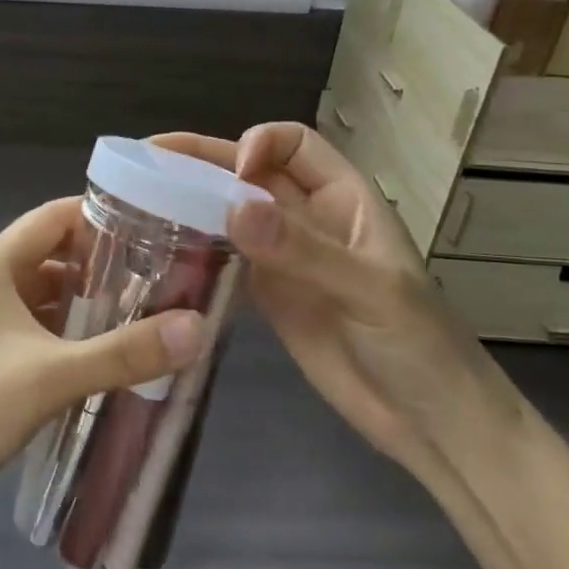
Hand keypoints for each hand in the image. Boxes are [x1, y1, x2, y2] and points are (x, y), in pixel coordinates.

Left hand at [0, 196, 205, 523]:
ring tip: (150, 310)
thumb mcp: (52, 376)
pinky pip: (42, 325)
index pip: (54, 218)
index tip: (156, 228)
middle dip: (106, 262)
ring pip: (51, 292)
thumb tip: (197, 326)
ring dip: (92, 300)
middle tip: (164, 274)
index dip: (103, 217)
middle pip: (56, 253)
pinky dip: (75, 330)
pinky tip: (112, 350)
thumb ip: (124, 351)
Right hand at [155, 124, 520, 472]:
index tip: (232, 173)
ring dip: (191, 203)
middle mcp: (309, 219)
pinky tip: (160, 254)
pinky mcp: (268, 297)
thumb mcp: (372, 292)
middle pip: (250, 173)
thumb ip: (306, 251)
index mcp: (345, 199)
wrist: (430, 424)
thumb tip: (234, 208)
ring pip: (231, 214)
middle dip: (202, 162)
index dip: (259, 143)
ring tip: (138, 201)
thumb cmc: (421, 347)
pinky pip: (225, 260)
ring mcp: (285, 259)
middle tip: (145, 162)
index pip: (295, 144)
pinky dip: (196, 252)